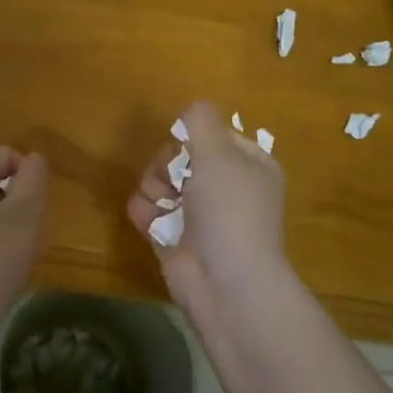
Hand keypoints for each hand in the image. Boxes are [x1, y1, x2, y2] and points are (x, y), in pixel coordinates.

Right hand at [127, 101, 290, 333]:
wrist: (226, 282)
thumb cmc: (229, 211)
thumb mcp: (219, 153)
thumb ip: (200, 122)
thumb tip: (190, 110)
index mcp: (248, 166)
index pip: (211, 136)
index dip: (192, 139)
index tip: (186, 150)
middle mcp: (226, 188)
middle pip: (179, 157)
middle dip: (166, 165)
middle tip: (172, 181)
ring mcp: (200, 215)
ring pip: (159, 183)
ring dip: (152, 189)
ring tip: (160, 205)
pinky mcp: (175, 238)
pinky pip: (149, 212)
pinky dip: (144, 213)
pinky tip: (147, 221)